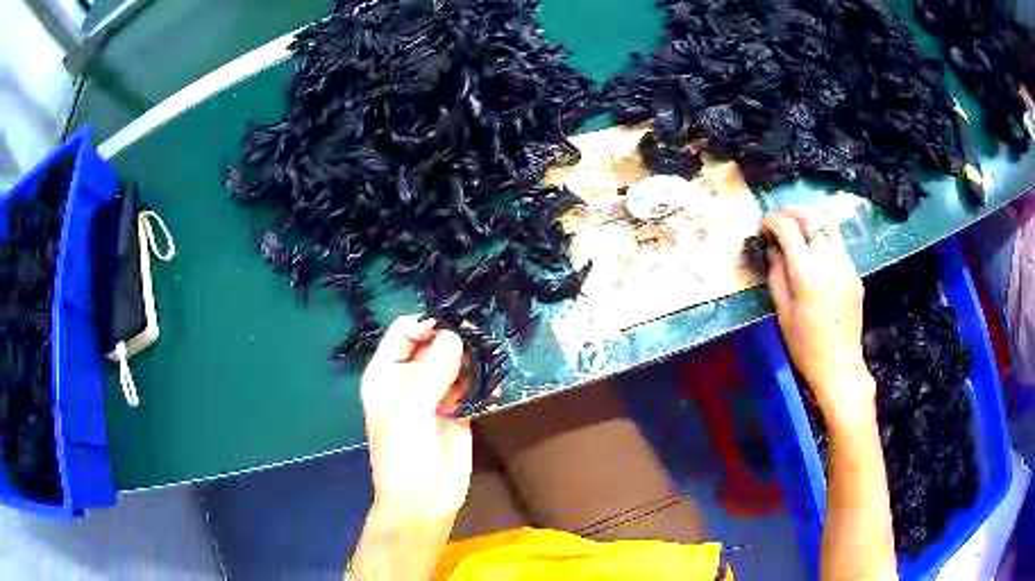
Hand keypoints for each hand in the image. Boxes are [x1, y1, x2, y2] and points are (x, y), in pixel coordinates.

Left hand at [360, 315, 472, 528]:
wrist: (425, 500)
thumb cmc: (403, 456)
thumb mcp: (409, 412)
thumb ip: (431, 373)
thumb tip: (456, 335)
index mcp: (387, 372)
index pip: (405, 331)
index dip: (428, 324)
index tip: (457, 325)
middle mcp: (411, 377)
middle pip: (435, 342)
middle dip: (457, 338)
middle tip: (482, 339)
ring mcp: (437, 393)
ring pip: (458, 361)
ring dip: (475, 359)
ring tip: (493, 360)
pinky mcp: (460, 408)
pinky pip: (474, 385)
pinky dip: (486, 382)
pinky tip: (496, 386)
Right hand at [762, 207, 875, 428]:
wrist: (839, 365)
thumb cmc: (805, 346)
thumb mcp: (782, 312)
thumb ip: (776, 274)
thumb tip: (772, 248)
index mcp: (808, 276)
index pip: (789, 229)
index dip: (773, 221)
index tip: (764, 226)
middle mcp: (830, 263)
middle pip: (812, 217)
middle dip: (791, 212)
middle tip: (779, 219)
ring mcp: (847, 266)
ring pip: (829, 224)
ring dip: (810, 219)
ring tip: (797, 228)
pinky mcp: (855, 273)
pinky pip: (838, 243)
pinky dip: (822, 238)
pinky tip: (814, 252)